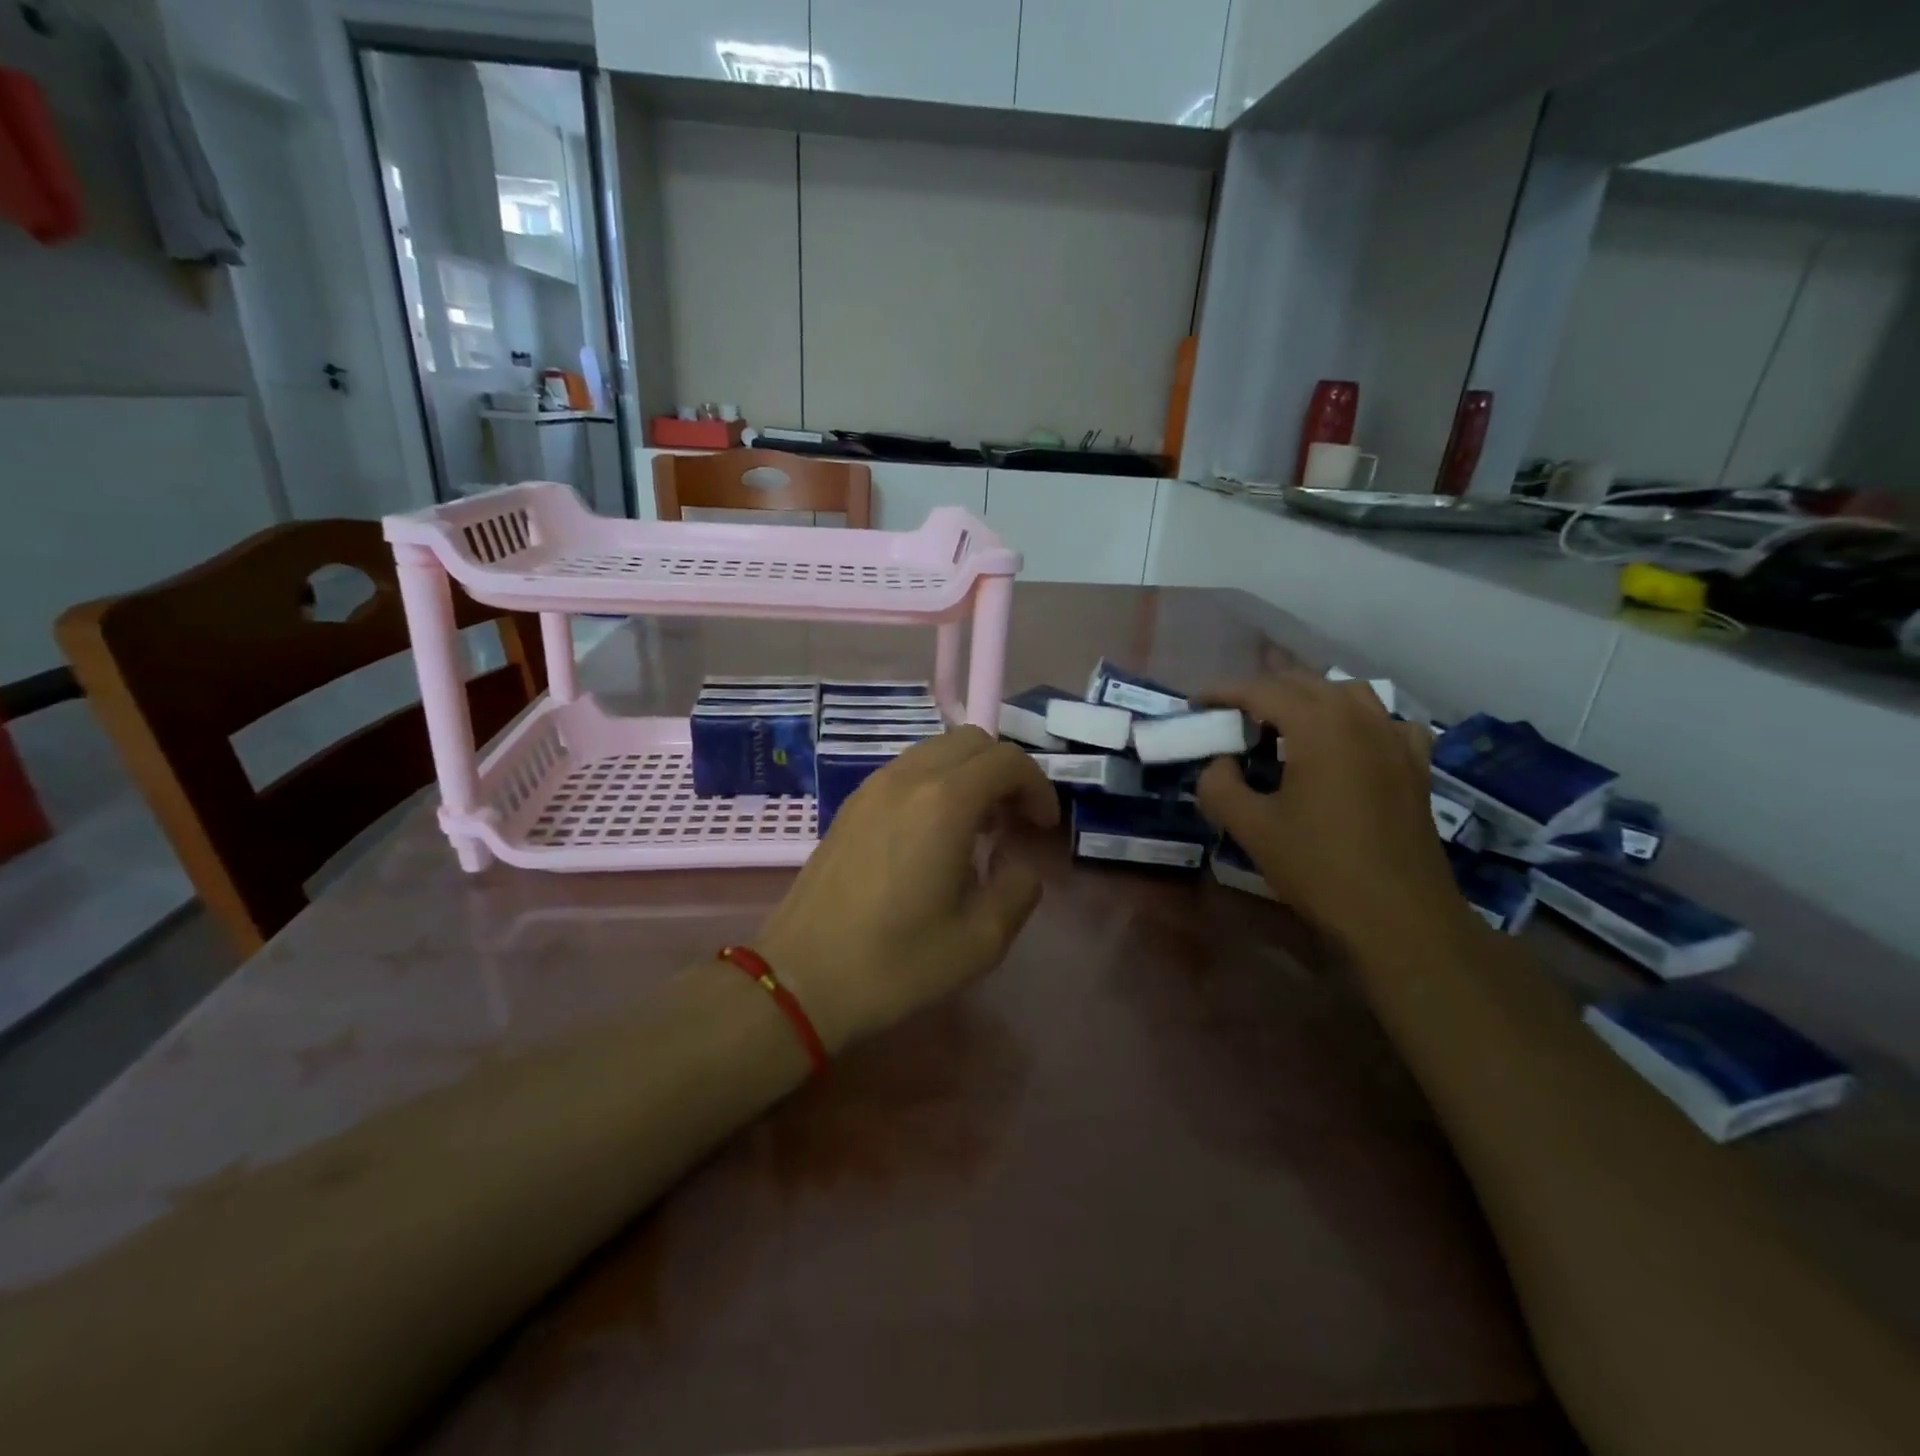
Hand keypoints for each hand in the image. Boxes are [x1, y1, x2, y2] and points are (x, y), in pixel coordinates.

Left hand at [756, 728, 1058, 1052]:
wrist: (802, 977)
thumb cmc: (897, 962)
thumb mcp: (982, 939)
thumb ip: (1019, 887)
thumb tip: (1018, 861)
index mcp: (945, 802)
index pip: (1007, 761)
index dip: (1038, 787)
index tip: (1043, 828)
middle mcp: (908, 778)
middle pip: (971, 741)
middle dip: (1005, 772)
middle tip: (1014, 820)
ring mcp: (873, 786)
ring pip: (936, 750)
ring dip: (969, 774)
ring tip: (977, 826)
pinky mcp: (851, 804)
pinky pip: (907, 770)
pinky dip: (936, 782)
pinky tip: (934, 833)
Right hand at [1195, 673, 1468, 953]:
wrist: (1399, 915)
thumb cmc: (1319, 867)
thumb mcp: (1251, 828)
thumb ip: (1219, 785)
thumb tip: (1219, 764)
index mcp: (1318, 725)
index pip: (1261, 690)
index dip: (1223, 692)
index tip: (1195, 704)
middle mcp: (1360, 718)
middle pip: (1303, 682)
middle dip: (1261, 691)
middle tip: (1230, 717)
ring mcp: (1394, 738)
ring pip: (1346, 692)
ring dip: (1308, 698)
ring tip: (1283, 725)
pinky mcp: (1415, 764)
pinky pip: (1384, 720)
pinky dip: (1357, 719)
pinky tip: (1346, 743)